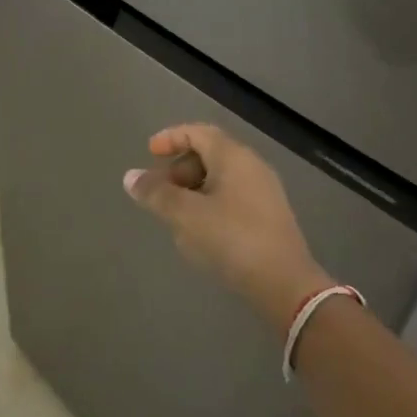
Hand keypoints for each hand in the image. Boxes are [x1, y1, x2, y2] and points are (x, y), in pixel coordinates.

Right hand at [123, 124, 334, 334]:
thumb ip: (156, 194)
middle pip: (208, 154)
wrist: (286, 285)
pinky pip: (231, 198)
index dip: (171, 138)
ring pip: (220, 178)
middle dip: (179, 169)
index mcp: (233, 156)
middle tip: (159, 191)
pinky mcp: (269, 218)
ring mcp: (264, 192)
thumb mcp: (185, 215)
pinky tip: (199, 233)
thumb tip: (130, 177)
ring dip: (192, 190)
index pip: (198, 132)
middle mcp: (251, 166)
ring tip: (174, 216)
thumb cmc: (231, 239)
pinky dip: (209, 204)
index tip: (150, 153)